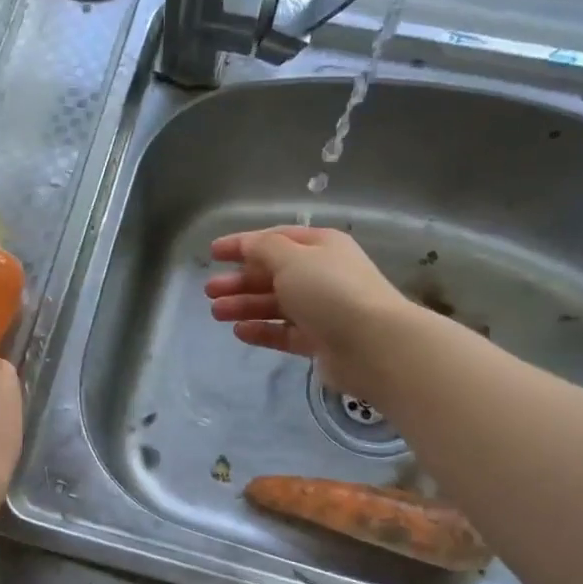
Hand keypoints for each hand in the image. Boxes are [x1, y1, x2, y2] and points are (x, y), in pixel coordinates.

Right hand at [204, 226, 416, 400]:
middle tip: (209, 290)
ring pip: (275, 304)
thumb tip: (247, 245)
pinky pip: (283, 332)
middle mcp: (321, 275)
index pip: (275, 239)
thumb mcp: (292, 259)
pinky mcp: (319, 341)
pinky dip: (261, 330)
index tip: (212, 253)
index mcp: (320, 247)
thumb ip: (263, 249)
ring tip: (216, 312)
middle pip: (272, 274)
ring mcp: (321, 310)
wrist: (373, 344)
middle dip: (239, 280)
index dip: (242, 244)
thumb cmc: (330, 291)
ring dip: (244, 305)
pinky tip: (239, 331)